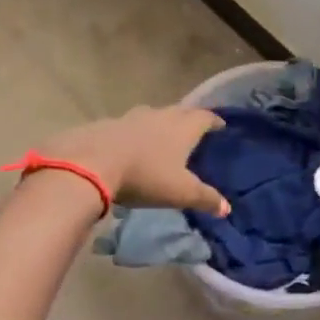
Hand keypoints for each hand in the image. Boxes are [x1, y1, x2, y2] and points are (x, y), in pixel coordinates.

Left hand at [38, 106, 230, 215]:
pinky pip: (130, 125)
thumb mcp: (180, 192)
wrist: (93, 163)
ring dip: (162, 123)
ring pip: (154, 115)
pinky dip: (137, 132)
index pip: (204, 117)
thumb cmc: (145, 176)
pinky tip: (133, 144)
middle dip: (189, 119)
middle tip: (195, 129)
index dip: (214, 121)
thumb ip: (205, 198)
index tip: (220, 125)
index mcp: (182, 128)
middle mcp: (160, 115)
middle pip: (180, 112)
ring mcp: (132, 117)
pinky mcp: (109, 124)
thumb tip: (226, 208)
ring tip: (165, 135)